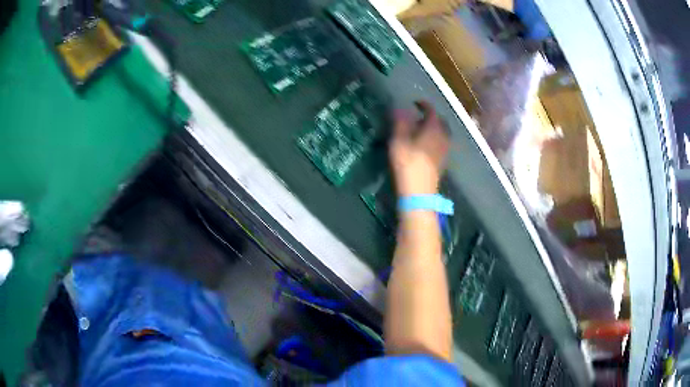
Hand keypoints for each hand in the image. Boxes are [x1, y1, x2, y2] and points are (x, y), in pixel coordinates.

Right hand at [389, 101, 449, 196]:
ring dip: (434, 129)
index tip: (415, 102)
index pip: (431, 111)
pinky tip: (425, 145)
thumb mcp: (398, 140)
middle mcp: (443, 137)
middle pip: (440, 122)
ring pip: (443, 133)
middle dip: (430, 116)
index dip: (423, 104)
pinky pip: (442, 144)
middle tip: (418, 117)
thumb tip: (399, 108)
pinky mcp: (443, 161)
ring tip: (421, 131)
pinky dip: (435, 139)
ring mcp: (445, 150)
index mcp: (434, 128)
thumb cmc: (407, 163)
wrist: (419, 191)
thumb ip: (400, 122)